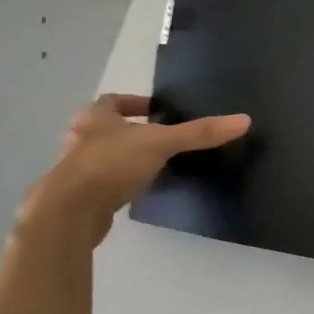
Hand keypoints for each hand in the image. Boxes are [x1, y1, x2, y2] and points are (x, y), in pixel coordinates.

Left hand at [21, 93, 249, 245]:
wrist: (69, 212)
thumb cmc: (110, 165)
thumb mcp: (161, 143)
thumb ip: (199, 133)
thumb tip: (244, 120)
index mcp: (94, 118)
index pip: (112, 101)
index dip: (133, 102)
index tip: (155, 109)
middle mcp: (81, 139)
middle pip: (105, 128)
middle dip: (128, 130)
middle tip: (157, 136)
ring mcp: (76, 170)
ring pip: (102, 156)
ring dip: (122, 157)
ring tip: (152, 164)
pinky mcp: (79, 197)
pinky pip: (102, 183)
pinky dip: (118, 183)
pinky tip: (136, 191)